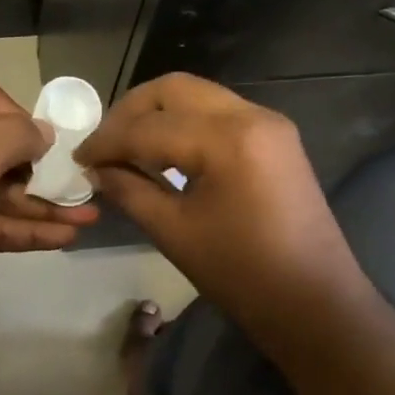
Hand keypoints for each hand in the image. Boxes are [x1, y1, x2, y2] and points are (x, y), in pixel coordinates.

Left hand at [0, 77, 98, 332]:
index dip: (15, 114)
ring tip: (89, 216)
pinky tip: (65, 237)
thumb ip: (15, 139)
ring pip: (3, 192)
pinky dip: (27, 229)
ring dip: (43, 204)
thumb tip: (44, 131)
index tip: (38, 144)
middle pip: (0, 149)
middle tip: (81, 186)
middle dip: (41, 168)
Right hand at [75, 73, 371, 347]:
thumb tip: (96, 170)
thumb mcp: (174, 232)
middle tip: (103, 144)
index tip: (78, 158)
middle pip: (174, 89)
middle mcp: (251, 116)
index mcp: (227, 140)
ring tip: (127, 147)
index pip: (149, 127)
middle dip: (131, 111)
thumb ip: (130, 190)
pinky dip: (185, 124)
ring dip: (158, 114)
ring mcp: (268, 123)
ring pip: (198, 96)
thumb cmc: (242, 275)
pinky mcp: (275, 137)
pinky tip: (163, 152)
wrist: (315, 304)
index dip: (107, 141)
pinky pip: (219, 113)